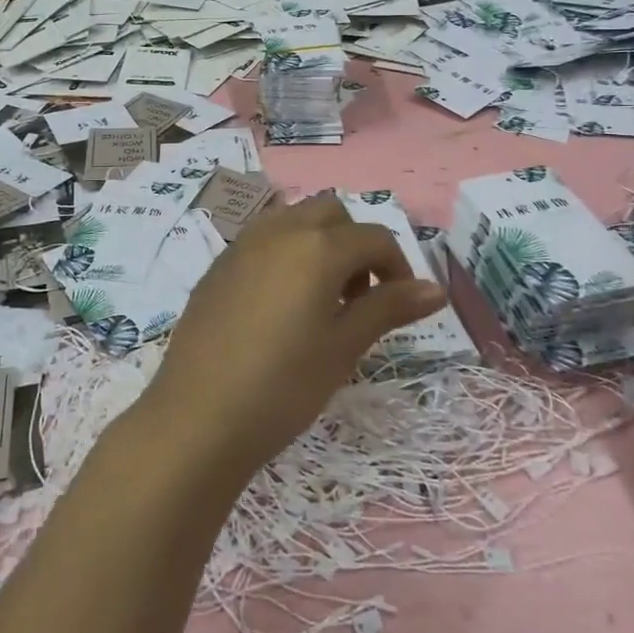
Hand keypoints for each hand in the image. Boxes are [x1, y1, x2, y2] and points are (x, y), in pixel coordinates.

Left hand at [140, 193, 446, 477]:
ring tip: (320, 299)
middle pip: (332, 214)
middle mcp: (280, 230)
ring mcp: (243, 244)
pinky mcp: (218, 265)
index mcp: (318, 246)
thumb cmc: (283, 386)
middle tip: (359, 297)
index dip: (397, 267)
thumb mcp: (343, 347)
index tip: (400, 305)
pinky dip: (285, 254)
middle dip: (355, 245)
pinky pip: (263, 240)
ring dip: (319, 244)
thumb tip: (435, 289)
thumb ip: (388, 308)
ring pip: (294, 220)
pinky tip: (279, 306)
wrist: (198, 417)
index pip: (374, 238)